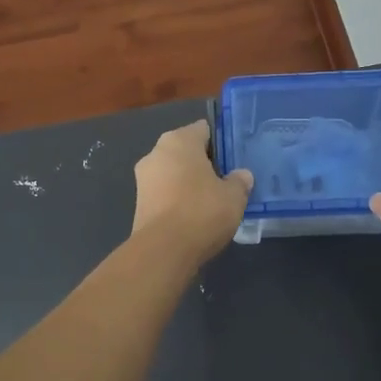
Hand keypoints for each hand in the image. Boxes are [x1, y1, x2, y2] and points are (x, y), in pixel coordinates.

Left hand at [131, 122, 253, 264]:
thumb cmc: (201, 211)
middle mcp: (156, 152)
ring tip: (212, 201)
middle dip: (204, 163)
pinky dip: (177, 199)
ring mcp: (143, 178)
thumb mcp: (234, 196)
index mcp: (179, 140)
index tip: (235, 159)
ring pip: (173, 173)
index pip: (204, 130)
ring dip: (189, 182)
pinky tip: (194, 216)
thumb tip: (241, 175)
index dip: (221, 142)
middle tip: (227, 180)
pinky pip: (165, 192)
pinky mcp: (138, 202)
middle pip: (186, 151)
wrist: (163, 250)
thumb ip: (240, 181)